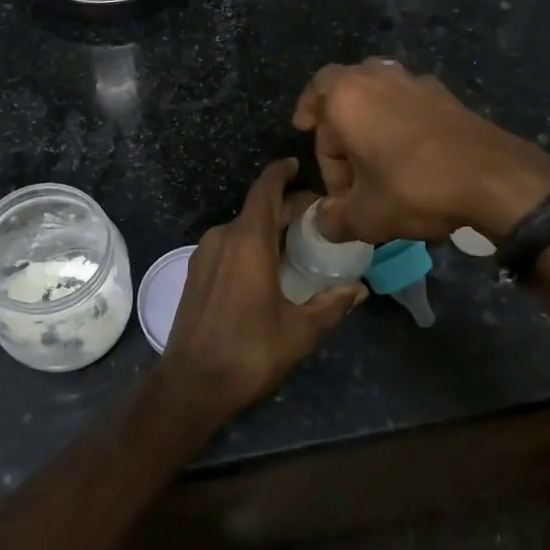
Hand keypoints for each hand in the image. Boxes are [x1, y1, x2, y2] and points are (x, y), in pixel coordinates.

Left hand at [160, 160, 363, 417]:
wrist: (190, 384)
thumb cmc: (248, 352)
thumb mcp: (299, 332)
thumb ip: (331, 305)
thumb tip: (359, 289)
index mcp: (248, 242)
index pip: (265, 189)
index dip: (281, 172)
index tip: (298, 165)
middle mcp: (223, 238)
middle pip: (258, 208)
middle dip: (286, 207)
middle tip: (317, 218)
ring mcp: (205, 254)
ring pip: (242, 227)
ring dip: (269, 227)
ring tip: (298, 243)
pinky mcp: (196, 271)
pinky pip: (229, 244)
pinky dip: (251, 243)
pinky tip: (269, 266)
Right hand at [292, 59, 549, 243]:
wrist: (492, 178)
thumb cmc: (413, 187)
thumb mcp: (365, 216)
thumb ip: (334, 219)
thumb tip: (323, 223)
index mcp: (349, 95)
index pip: (316, 93)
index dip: (308, 114)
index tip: (304, 131)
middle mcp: (381, 77)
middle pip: (348, 90)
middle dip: (340, 124)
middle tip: (343, 162)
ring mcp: (419, 83)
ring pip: (382, 95)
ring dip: (372, 122)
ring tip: (374, 160)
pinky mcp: (449, 97)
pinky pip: (411, 105)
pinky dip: (401, 125)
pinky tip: (410, 161)